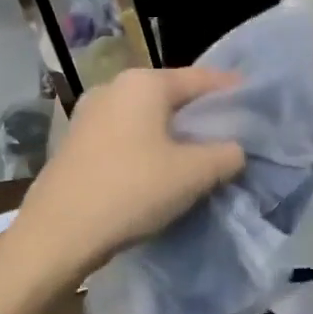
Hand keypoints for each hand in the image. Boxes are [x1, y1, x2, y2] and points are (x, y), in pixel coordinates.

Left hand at [12, 67, 246, 281]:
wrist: (57, 235)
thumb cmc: (131, 191)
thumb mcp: (193, 174)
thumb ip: (226, 154)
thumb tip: (234, 150)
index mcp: (144, 83)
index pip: (201, 78)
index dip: (232, 89)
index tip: (255, 100)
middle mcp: (114, 88)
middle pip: (172, 96)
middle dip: (202, 114)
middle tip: (232, 133)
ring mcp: (89, 114)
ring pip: (148, 117)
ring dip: (174, 133)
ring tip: (199, 154)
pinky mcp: (76, 143)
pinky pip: (127, 135)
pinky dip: (149, 146)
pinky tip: (160, 169)